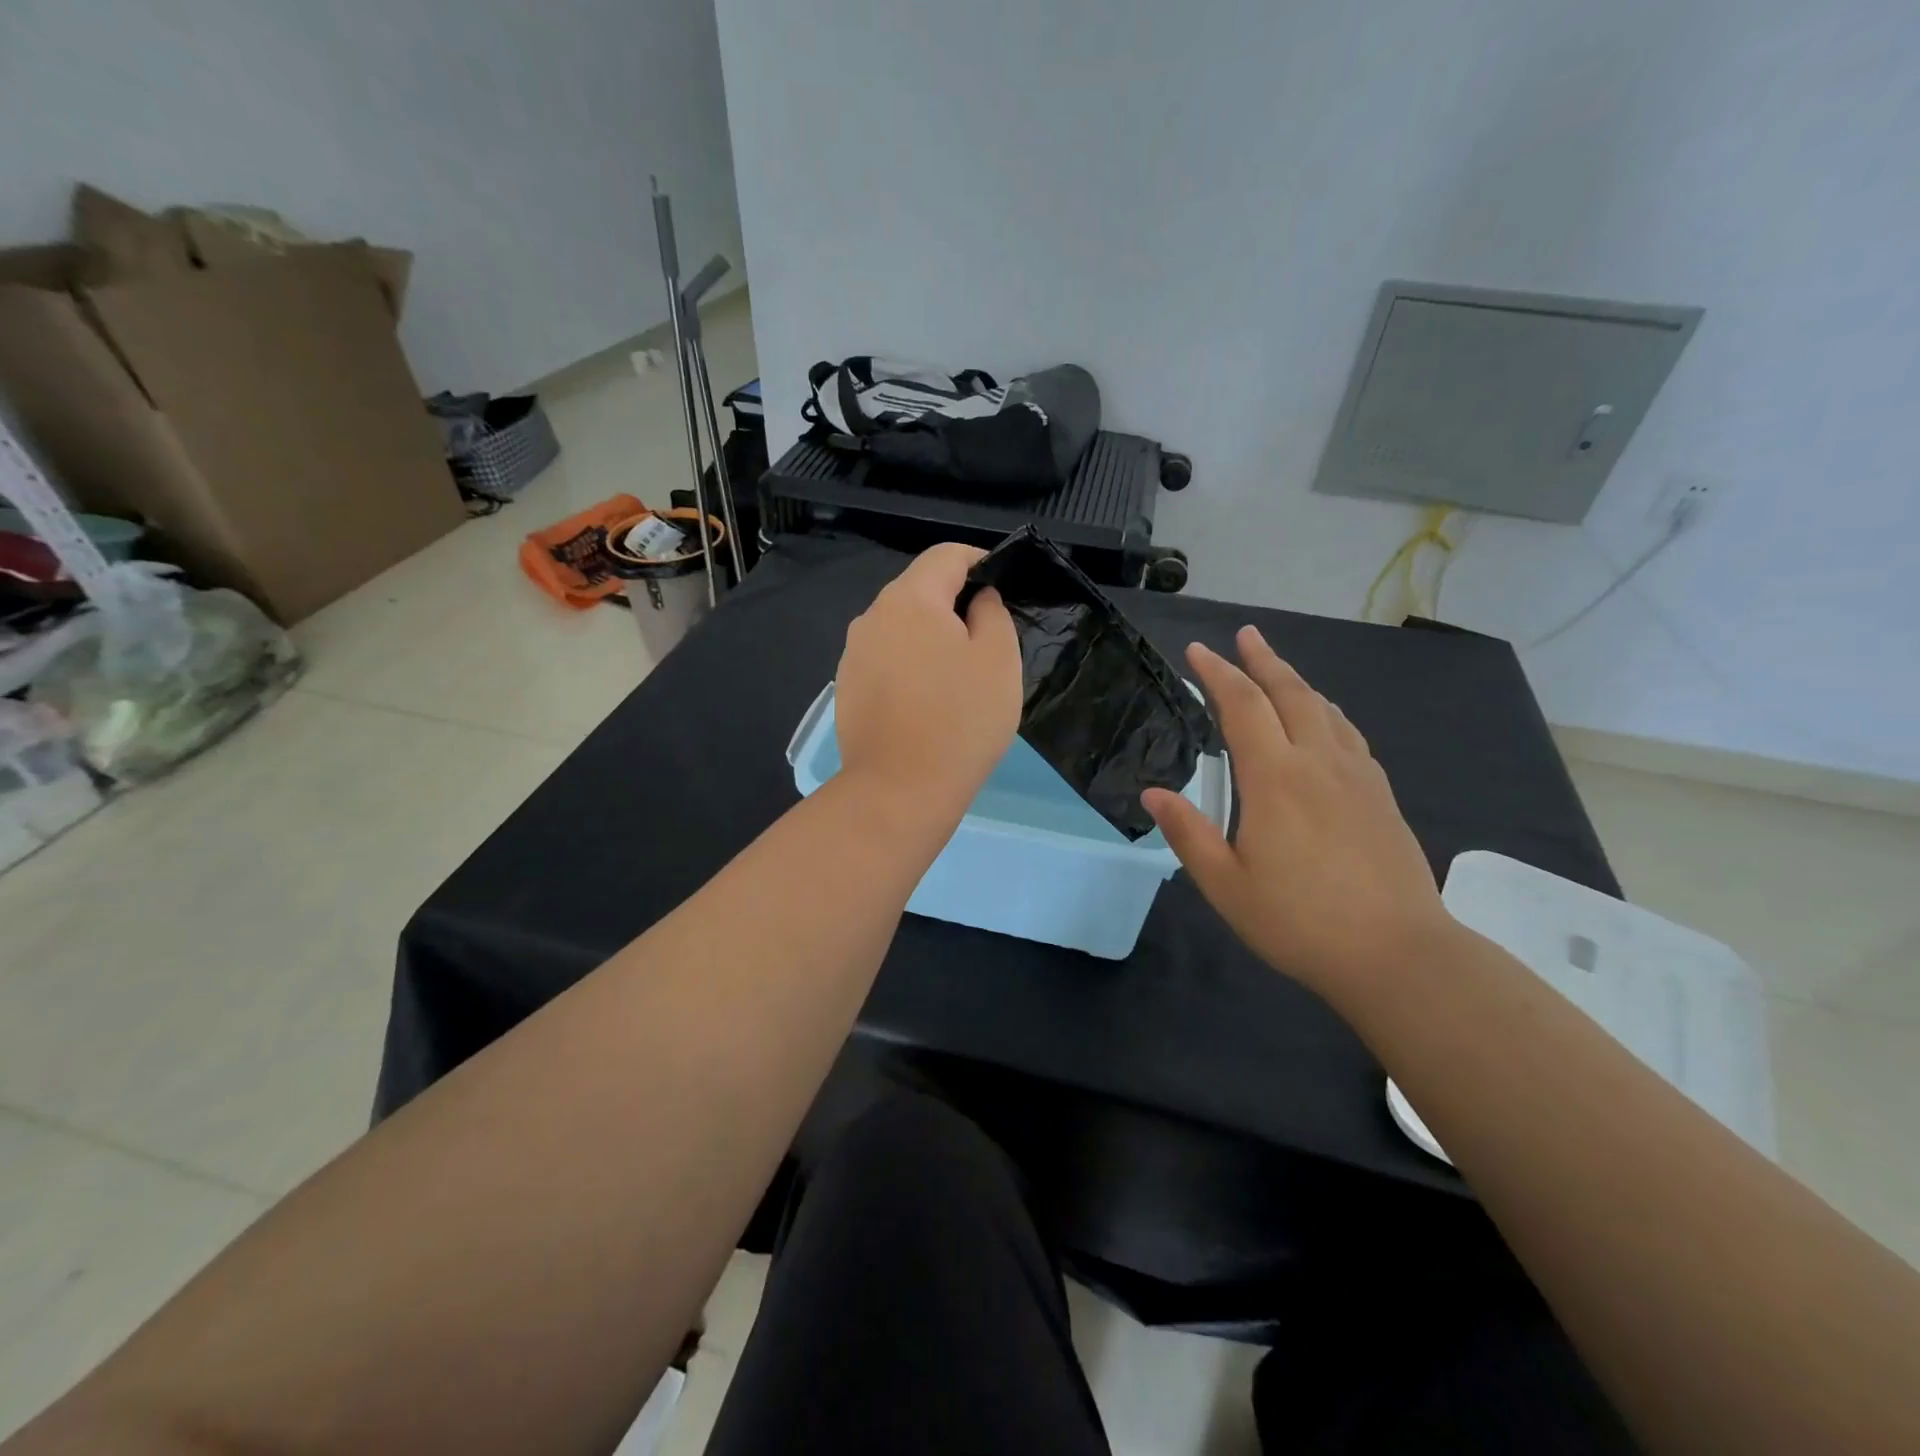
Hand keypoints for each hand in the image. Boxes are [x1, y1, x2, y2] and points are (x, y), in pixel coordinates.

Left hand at [834, 543, 1021, 822]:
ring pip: (901, 628)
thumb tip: (977, 599)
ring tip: (958, 677)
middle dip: (954, 604)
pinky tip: (927, 702)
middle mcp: (872, 616)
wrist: (898, 790)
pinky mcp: (847, 688)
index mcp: (910, 599)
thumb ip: (992, 613)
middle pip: (919, 591)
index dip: (979, 561)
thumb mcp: (999, 659)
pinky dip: (910, 666)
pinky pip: (886, 660)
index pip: (946, 555)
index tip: (1002, 586)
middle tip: (987, 641)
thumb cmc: (960, 719)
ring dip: (930, 638)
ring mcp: (853, 654)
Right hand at [1143, 627, 1448, 991]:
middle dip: (1263, 659)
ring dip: (1296, 680)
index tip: (1198, 651)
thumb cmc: (1299, 921)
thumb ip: (1188, 833)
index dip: (1218, 674)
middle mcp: (1318, 762)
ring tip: (1277, 667)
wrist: (1397, 953)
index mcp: (1275, 778)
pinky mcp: (1380, 795)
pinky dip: (1327, 710)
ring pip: (1324, 708)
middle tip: (1245, 635)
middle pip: (1290, 692)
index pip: (1243, 706)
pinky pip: (1348, 733)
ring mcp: (1356, 775)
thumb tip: (1153, 793)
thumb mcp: (1226, 885)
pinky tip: (1325, 718)